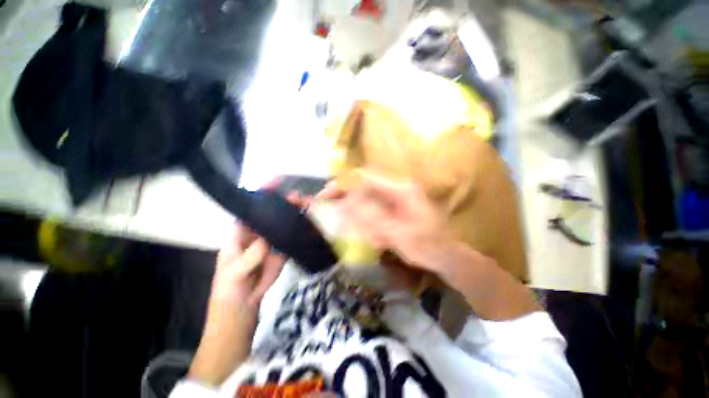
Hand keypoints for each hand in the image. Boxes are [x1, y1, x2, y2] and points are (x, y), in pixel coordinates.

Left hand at [210, 191, 308, 309]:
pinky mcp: (282, 252)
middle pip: (271, 214)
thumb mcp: (235, 273)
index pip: (251, 210)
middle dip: (283, 204)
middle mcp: (257, 234)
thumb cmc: (229, 290)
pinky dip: (299, 231)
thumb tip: (266, 238)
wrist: (243, 309)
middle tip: (298, 196)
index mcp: (240, 234)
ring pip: (283, 225)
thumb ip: (249, 256)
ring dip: (293, 215)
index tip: (275, 183)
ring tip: (306, 205)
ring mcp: (271, 243)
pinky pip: (290, 239)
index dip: (261, 196)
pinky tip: (308, 222)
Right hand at [319, 173, 458, 283]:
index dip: (343, 184)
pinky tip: (369, 236)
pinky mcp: (393, 211)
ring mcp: (395, 201)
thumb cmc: (427, 245)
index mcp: (400, 190)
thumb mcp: (399, 234)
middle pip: (363, 187)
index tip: (325, 196)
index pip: (365, 178)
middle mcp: (396, 190)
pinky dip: (365, 223)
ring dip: (354, 214)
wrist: (445, 255)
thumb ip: (373, 220)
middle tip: (327, 210)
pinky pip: (373, 213)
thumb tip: (346, 205)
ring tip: (345, 227)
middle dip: (344, 198)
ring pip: (366, 201)